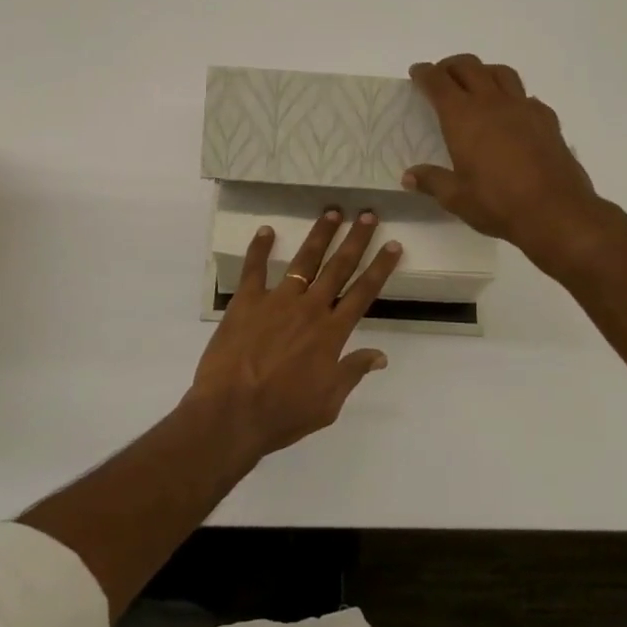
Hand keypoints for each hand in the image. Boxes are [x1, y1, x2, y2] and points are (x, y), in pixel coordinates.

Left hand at [186, 208, 402, 462]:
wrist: (232, 413)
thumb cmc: (283, 413)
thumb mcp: (328, 403)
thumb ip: (352, 372)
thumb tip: (381, 355)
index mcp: (332, 333)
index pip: (364, 292)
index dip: (380, 267)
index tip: (393, 245)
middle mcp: (310, 309)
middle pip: (338, 267)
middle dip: (356, 240)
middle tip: (368, 215)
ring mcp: (277, 301)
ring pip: (304, 261)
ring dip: (319, 235)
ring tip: (332, 212)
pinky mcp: (246, 303)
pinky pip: (254, 269)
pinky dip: (260, 248)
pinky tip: (266, 230)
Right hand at [403, 54, 612, 275]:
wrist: (555, 211)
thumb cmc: (497, 203)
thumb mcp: (456, 198)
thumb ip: (432, 181)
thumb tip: (409, 177)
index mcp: (463, 117)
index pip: (438, 82)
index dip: (425, 73)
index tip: (417, 71)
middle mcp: (492, 103)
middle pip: (469, 67)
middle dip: (451, 66)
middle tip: (442, 76)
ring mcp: (523, 107)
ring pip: (501, 72)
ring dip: (483, 71)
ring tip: (476, 85)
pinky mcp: (547, 119)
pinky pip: (526, 96)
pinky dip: (512, 96)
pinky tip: (511, 113)